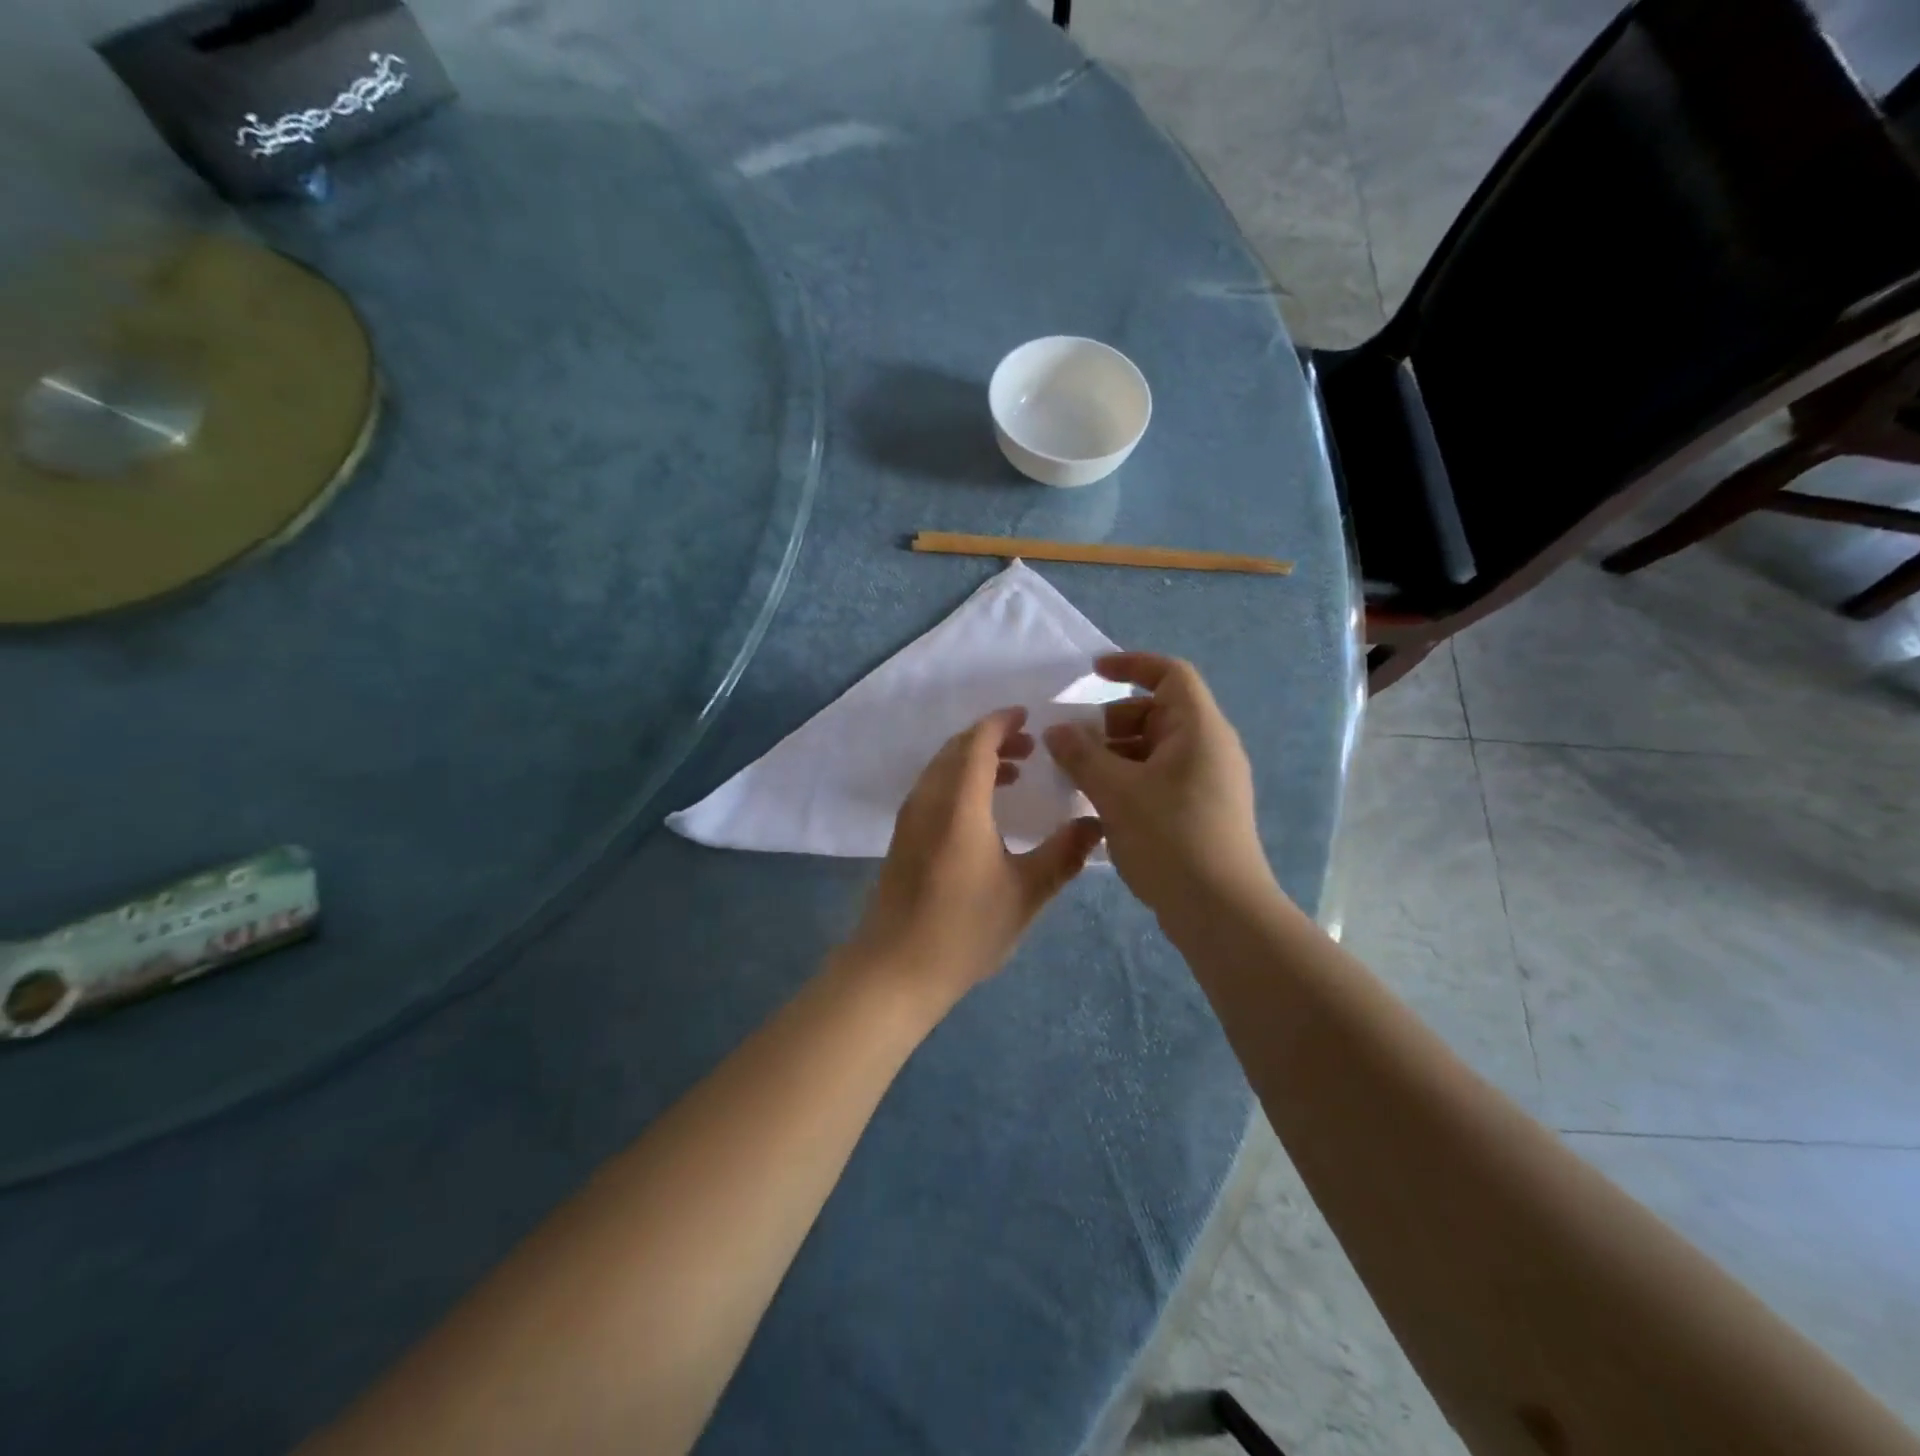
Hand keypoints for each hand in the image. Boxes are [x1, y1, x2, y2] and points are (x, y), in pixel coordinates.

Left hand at [845, 708, 1105, 1014]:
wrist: (895, 969)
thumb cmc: (964, 930)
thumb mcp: (1025, 893)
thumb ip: (1063, 855)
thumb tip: (1096, 824)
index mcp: (958, 804)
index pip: (977, 743)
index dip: (1001, 722)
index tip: (1028, 715)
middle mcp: (928, 800)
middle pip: (956, 749)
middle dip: (992, 738)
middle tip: (1031, 745)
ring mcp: (910, 818)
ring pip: (942, 768)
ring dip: (974, 759)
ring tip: (1014, 772)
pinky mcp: (903, 838)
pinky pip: (932, 788)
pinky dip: (959, 780)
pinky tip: (983, 809)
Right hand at [1043, 653, 1274, 916]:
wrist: (1220, 911)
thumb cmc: (1170, 837)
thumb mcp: (1116, 791)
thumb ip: (1081, 755)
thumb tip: (1057, 730)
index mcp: (1199, 729)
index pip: (1170, 674)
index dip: (1131, 665)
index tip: (1091, 673)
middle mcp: (1208, 748)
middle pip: (1157, 712)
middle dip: (1110, 721)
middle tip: (1072, 743)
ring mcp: (1207, 782)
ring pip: (1154, 749)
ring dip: (1114, 754)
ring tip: (1077, 776)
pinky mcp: (1200, 812)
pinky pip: (1159, 778)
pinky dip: (1128, 779)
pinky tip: (1098, 804)